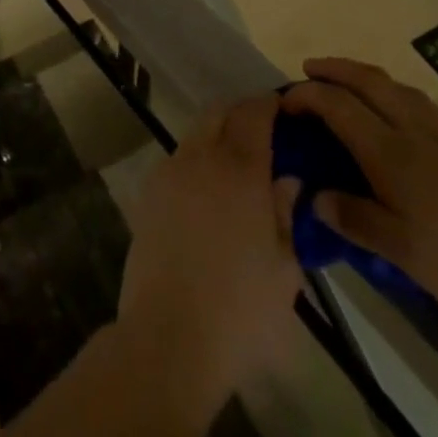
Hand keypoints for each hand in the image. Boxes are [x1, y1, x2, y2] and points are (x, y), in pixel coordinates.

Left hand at [115, 97, 304, 407]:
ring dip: (216, 135)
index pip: (254, 113)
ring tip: (236, 164)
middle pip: (219, 112)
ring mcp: (170, 170)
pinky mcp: (149, 190)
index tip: (283, 105)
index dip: (268, 103)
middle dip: (240, 113)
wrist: (169, 335)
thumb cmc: (240, 310)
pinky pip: (178, 159)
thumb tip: (287, 179)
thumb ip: (285, 214)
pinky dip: (197, 160)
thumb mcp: (283, 269)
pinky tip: (208, 192)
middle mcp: (201, 156)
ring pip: (196, 133)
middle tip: (262, 132)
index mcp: (240, 169)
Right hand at [282, 58, 437, 339]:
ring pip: (401, 90)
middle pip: (370, 82)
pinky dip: (400, 101)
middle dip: (336, 69)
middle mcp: (416, 133)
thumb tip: (315, 197)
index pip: (337, 107)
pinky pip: (426, 110)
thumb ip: (359, 222)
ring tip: (354, 84)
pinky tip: (408, 126)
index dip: (306, 97)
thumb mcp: (408, 255)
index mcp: (392, 153)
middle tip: (311, 67)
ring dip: (369, 77)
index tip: (284, 102)